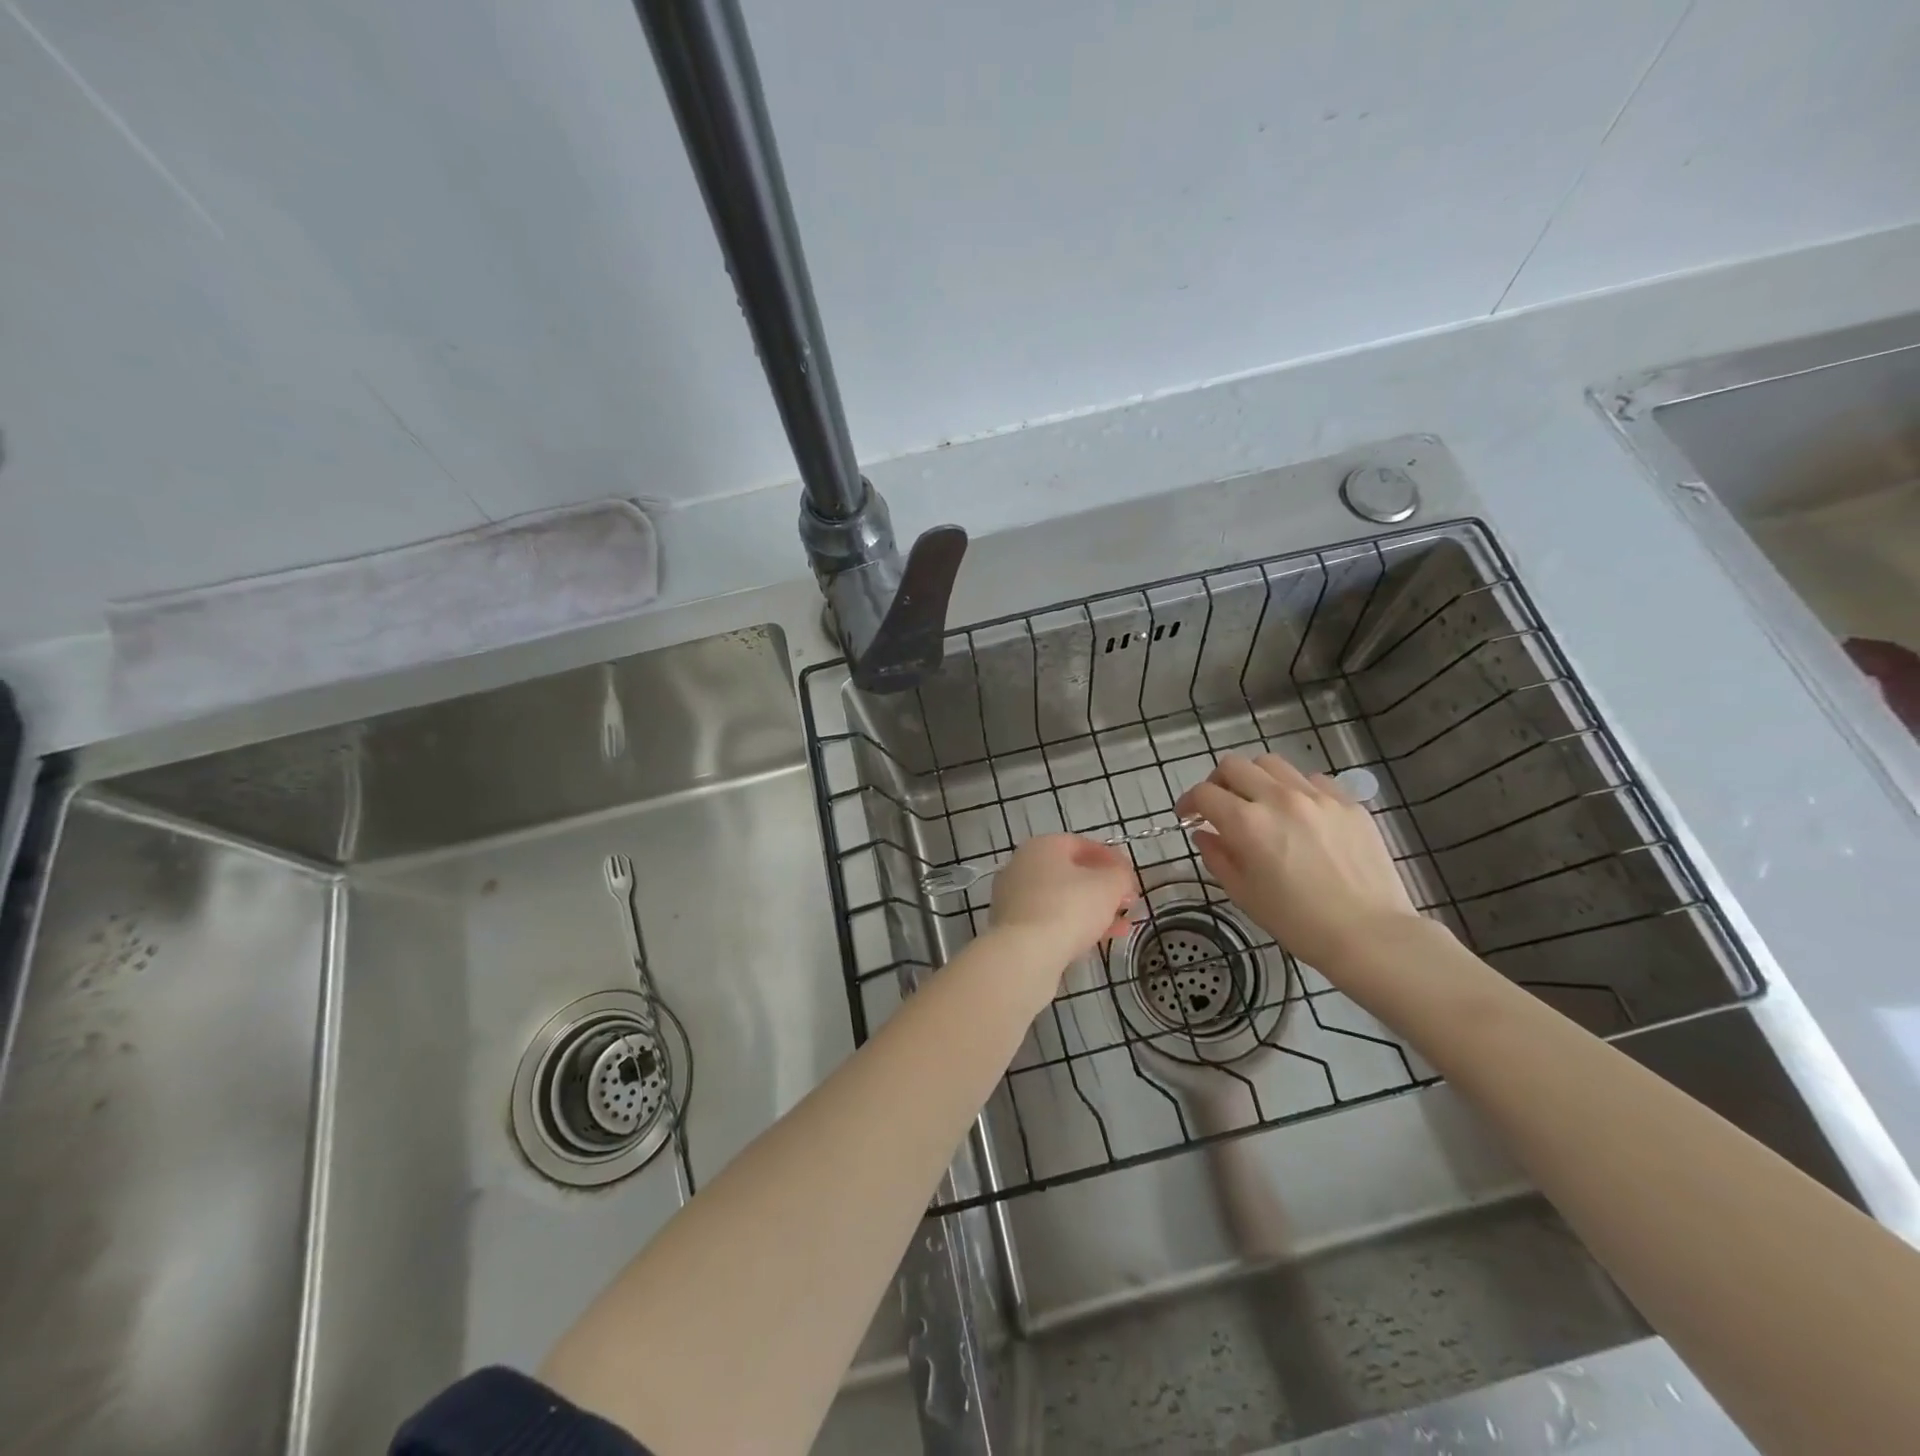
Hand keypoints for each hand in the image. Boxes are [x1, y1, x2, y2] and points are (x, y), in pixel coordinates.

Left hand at [988, 833, 1138, 976]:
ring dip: (1093, 910)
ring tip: (1121, 927)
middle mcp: (1022, 865)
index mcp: (1042, 846)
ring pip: (1061, 899)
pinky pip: (1049, 920)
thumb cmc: (1069, 907)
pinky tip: (1097, 941)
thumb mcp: (1108, 886)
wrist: (1025, 953)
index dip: (1111, 859)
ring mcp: (1013, 897)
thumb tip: (1120, 877)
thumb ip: (1120, 876)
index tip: (1131, 877)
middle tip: (1127, 903)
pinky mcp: (1011, 926)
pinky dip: (1073, 926)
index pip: (1082, 845)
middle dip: (1103, 888)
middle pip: (1070, 873)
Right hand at [1176, 753, 1420, 973]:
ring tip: (1260, 803)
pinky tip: (1300, 814)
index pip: (1204, 793)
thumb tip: (1205, 834)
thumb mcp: (1244, 894)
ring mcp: (1317, 796)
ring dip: (1256, 779)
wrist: (1370, 934)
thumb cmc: (1298, 922)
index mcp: (1247, 823)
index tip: (1188, 816)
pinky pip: (1312, 779)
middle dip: (1218, 782)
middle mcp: (1279, 798)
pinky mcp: (1348, 802)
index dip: (1189, 802)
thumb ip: (1218, 857)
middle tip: (1221, 805)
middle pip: (1234, 765)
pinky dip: (1295, 789)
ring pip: (1273, 764)